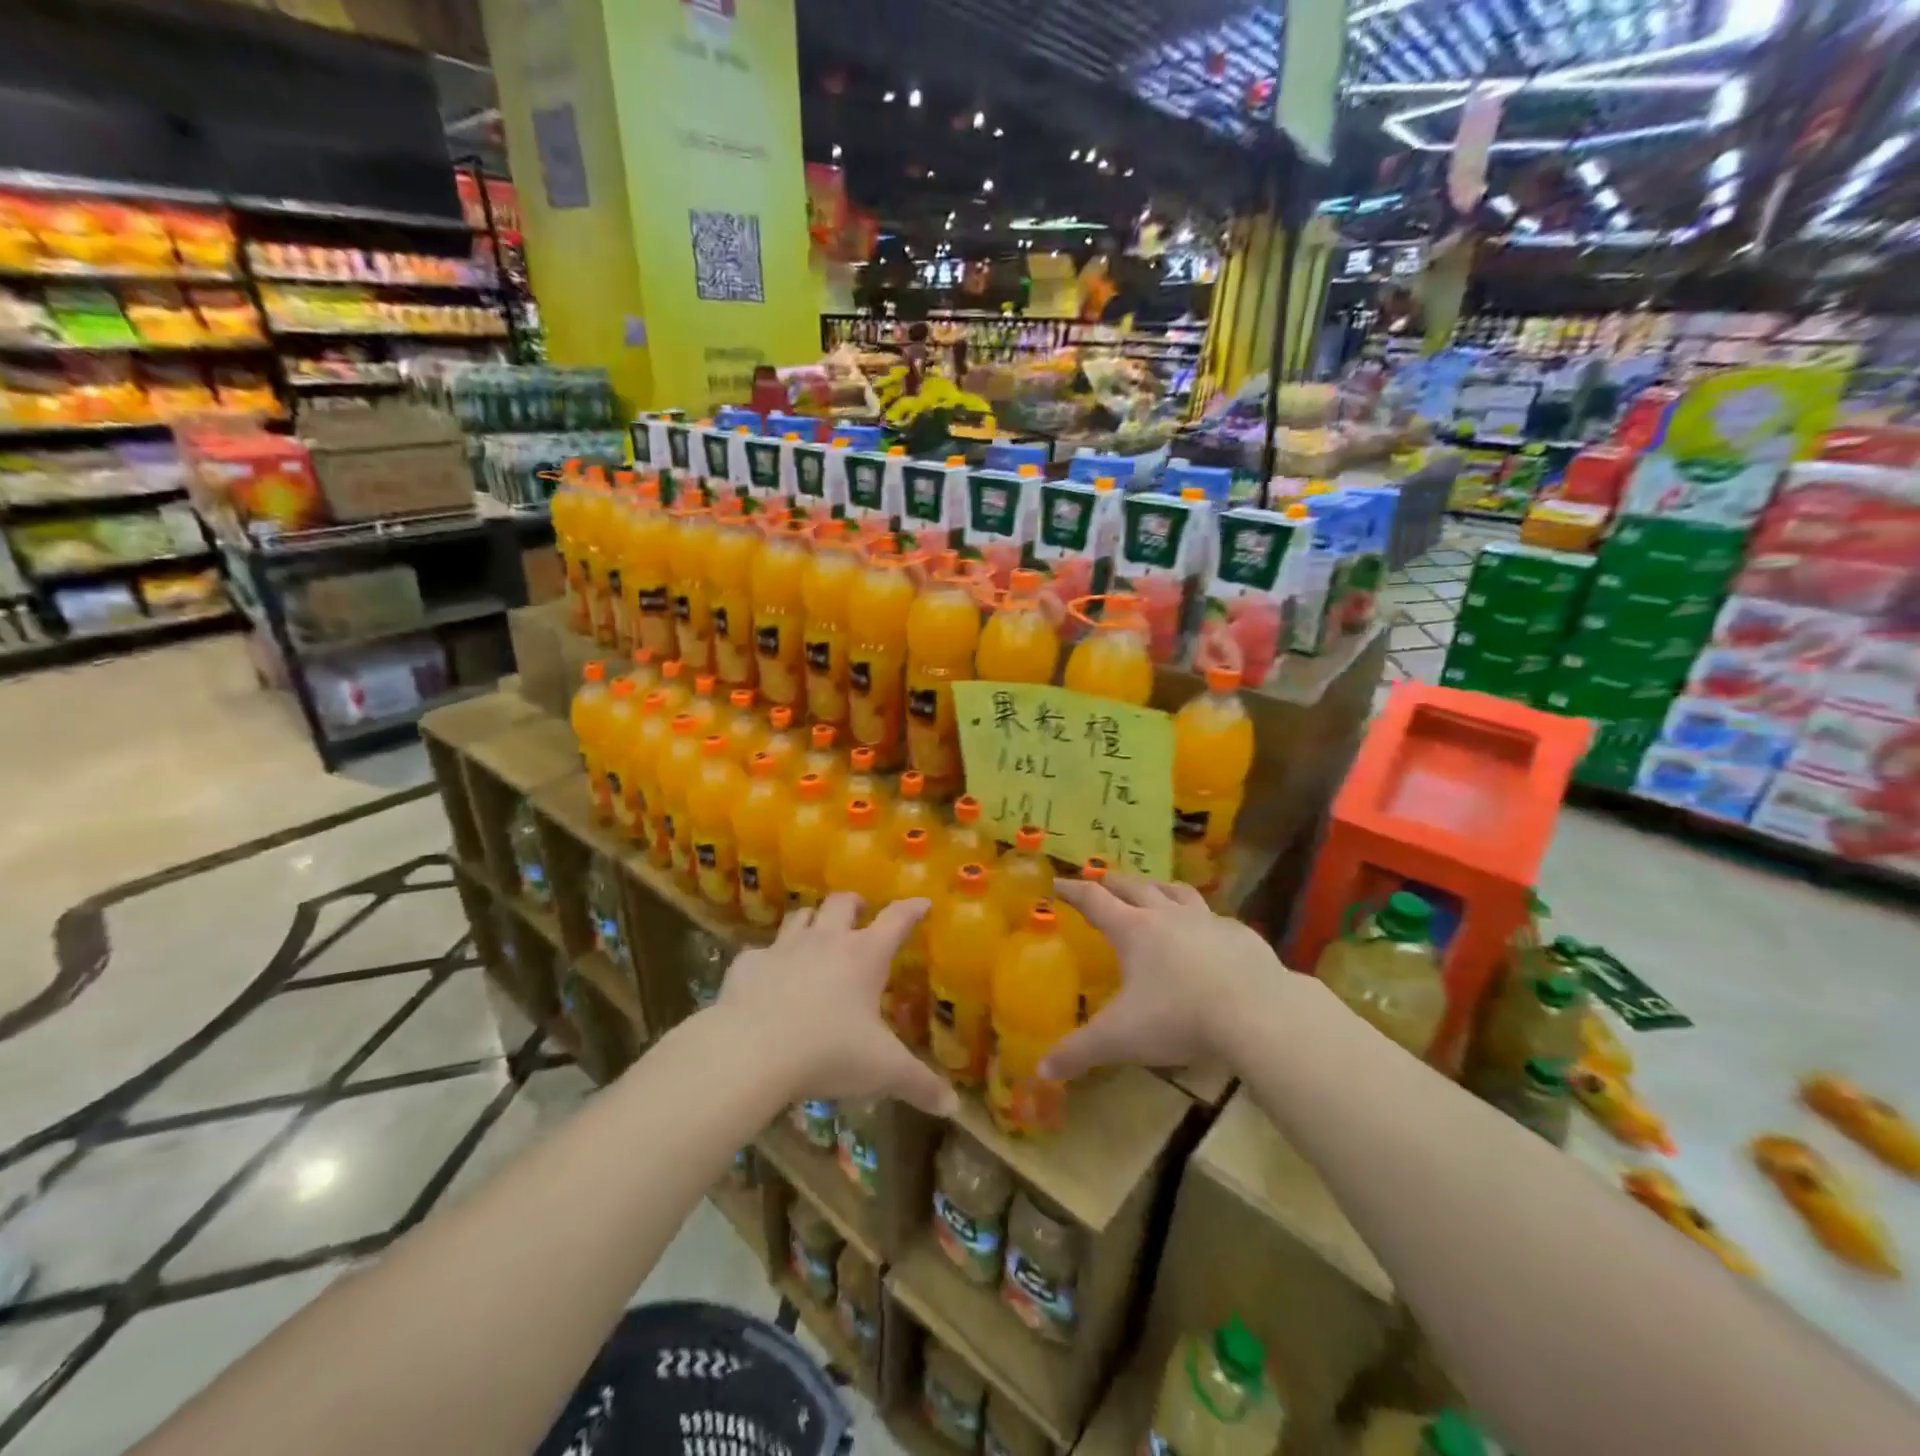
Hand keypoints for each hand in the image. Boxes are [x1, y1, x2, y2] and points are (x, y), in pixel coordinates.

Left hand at [717, 893, 958, 1118]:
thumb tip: (953, 1106)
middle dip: (855, 904)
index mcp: (864, 956)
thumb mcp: (882, 1071)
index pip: (896, 919)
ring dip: (813, 920)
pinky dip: (769, 960)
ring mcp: (783, 948)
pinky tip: (768, 978)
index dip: (912, 909)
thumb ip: (919, 1084)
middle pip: (842, 903)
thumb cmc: (828, 1052)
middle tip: (861, 913)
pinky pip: (761, 952)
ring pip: (801, 915)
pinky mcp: (747, 964)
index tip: (922, 903)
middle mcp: (825, 941)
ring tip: (817, 933)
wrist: (749, 1052)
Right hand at [1041, 874, 1285, 1079]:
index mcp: (1133, 929)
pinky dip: (1201, 918)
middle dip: (1112, 882)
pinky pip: (1214, 917)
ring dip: (1158, 887)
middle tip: (1101, 883)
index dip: (1071, 889)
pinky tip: (1207, 934)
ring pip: (1176, 891)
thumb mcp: (1120, 1038)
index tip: (1056, 883)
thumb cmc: (1179, 1018)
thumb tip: (1040, 1071)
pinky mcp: (1240, 934)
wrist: (1258, 1014)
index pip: (1093, 899)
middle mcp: (1167, 915)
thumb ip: (1078, 1052)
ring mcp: (1207, 920)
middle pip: (1133, 886)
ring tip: (1153, 891)